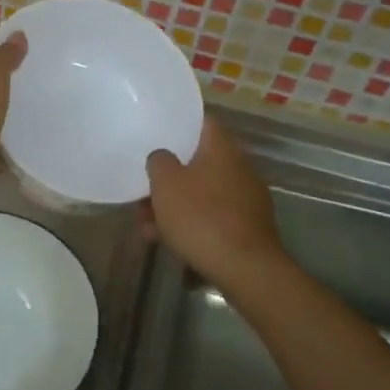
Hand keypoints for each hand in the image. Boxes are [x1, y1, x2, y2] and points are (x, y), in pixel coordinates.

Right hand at [142, 119, 282, 283]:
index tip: (156, 133)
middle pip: (198, 162)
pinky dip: (191, 223)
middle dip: (168, 177)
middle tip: (143, 190)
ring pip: (201, 192)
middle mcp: (239, 166)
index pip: (201, 122)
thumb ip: (159, 161)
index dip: (178, 125)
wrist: (245, 267)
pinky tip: (167, 241)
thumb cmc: (201, 216)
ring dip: (174, 205)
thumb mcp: (166, 184)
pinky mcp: (247, 225)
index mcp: (222, 147)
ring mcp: (246, 197)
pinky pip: (212, 215)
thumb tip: (163, 156)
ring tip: (146, 226)